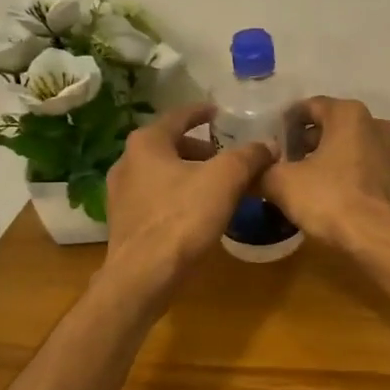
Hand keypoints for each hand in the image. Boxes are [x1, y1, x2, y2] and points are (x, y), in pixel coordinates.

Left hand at [104, 103, 273, 295]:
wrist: (143, 277)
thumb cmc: (183, 218)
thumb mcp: (226, 179)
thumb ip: (249, 156)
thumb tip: (268, 145)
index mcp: (147, 143)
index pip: (179, 116)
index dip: (203, 112)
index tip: (220, 112)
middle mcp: (127, 162)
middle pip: (171, 146)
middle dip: (201, 150)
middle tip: (228, 157)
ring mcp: (121, 195)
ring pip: (164, 174)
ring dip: (191, 175)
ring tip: (220, 187)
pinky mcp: (125, 223)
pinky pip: (158, 199)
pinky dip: (180, 197)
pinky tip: (200, 213)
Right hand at [262, 97, 389, 252]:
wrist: (381, 240)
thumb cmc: (331, 200)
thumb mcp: (282, 184)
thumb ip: (262, 171)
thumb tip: (249, 173)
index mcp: (349, 114)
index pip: (309, 106)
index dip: (285, 123)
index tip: (270, 141)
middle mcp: (376, 124)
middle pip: (332, 126)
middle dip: (306, 142)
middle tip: (284, 163)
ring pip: (351, 147)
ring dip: (327, 159)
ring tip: (304, 180)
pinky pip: (365, 168)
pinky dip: (347, 175)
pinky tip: (331, 195)